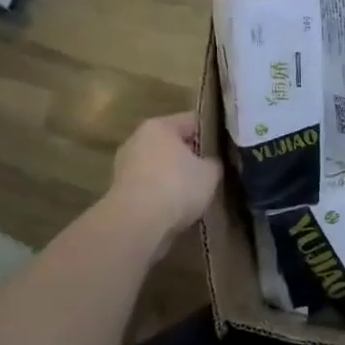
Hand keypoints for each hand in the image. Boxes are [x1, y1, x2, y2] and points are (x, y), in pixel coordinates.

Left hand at [106, 112, 222, 251]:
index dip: (212, 133)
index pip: (192, 121)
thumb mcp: (210, 173)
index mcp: (159, 126)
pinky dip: (161, 195)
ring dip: (174, 178)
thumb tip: (212, 163)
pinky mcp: (119, 192)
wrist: (137, 223)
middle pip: (172, 144)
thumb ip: (214, 163)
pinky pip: (149, 188)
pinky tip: (176, 209)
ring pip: (158, 167)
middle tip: (211, 171)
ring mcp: (124, 166)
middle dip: (190, 156)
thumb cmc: (177, 186)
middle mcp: (137, 140)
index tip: (225, 148)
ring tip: (195, 194)